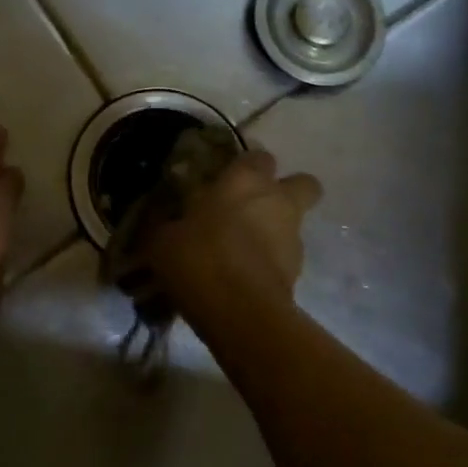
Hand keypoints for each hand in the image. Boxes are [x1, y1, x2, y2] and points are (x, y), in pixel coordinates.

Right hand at [147, 149, 321, 317]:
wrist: (239, 310)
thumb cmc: (199, 256)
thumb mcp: (164, 237)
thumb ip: (170, 222)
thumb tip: (168, 222)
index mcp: (246, 179)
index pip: (258, 155)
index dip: (246, 166)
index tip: (227, 179)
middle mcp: (278, 200)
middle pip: (303, 183)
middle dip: (286, 191)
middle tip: (253, 207)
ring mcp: (293, 237)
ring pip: (293, 223)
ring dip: (274, 230)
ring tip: (239, 251)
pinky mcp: (298, 272)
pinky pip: (283, 257)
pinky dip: (269, 262)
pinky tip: (241, 277)